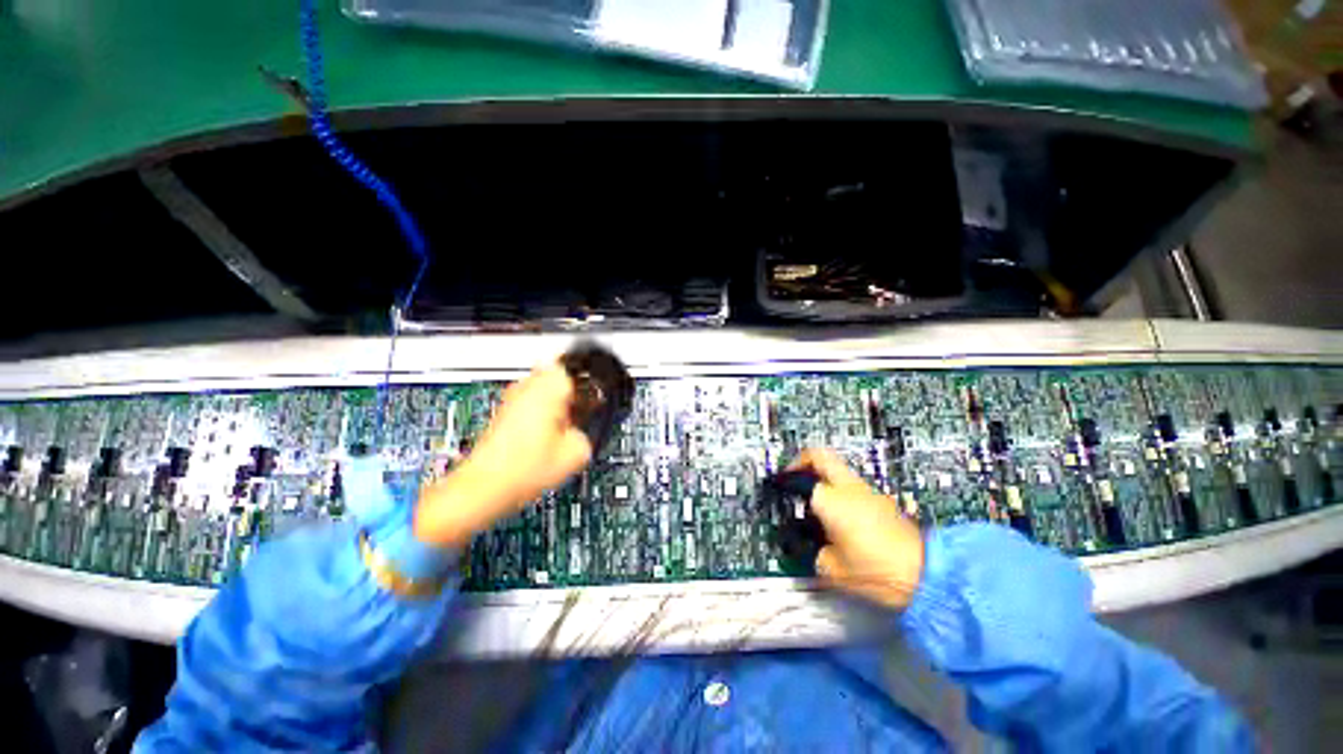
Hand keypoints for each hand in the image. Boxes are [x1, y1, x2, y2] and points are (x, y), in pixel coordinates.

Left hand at [414, 363, 592, 547]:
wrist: (484, 487)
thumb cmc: (523, 468)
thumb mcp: (577, 451)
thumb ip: (590, 431)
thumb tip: (586, 427)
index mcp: (549, 387)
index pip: (578, 367)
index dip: (591, 384)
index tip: (595, 399)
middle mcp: (528, 385)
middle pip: (562, 375)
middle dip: (574, 394)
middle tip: (580, 416)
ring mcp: (512, 397)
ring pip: (546, 388)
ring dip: (558, 403)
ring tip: (562, 429)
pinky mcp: (504, 411)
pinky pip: (533, 401)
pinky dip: (543, 413)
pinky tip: (546, 437)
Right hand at [788, 449, 924, 609]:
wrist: (927, 576)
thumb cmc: (875, 571)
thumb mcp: (833, 570)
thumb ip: (817, 554)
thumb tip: (818, 549)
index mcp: (831, 500)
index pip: (800, 477)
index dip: (785, 479)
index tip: (778, 487)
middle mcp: (848, 488)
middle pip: (820, 455)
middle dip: (802, 461)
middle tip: (794, 477)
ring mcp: (868, 492)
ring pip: (838, 469)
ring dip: (822, 477)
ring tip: (814, 502)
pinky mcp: (882, 501)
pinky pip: (852, 486)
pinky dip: (839, 491)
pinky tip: (838, 516)